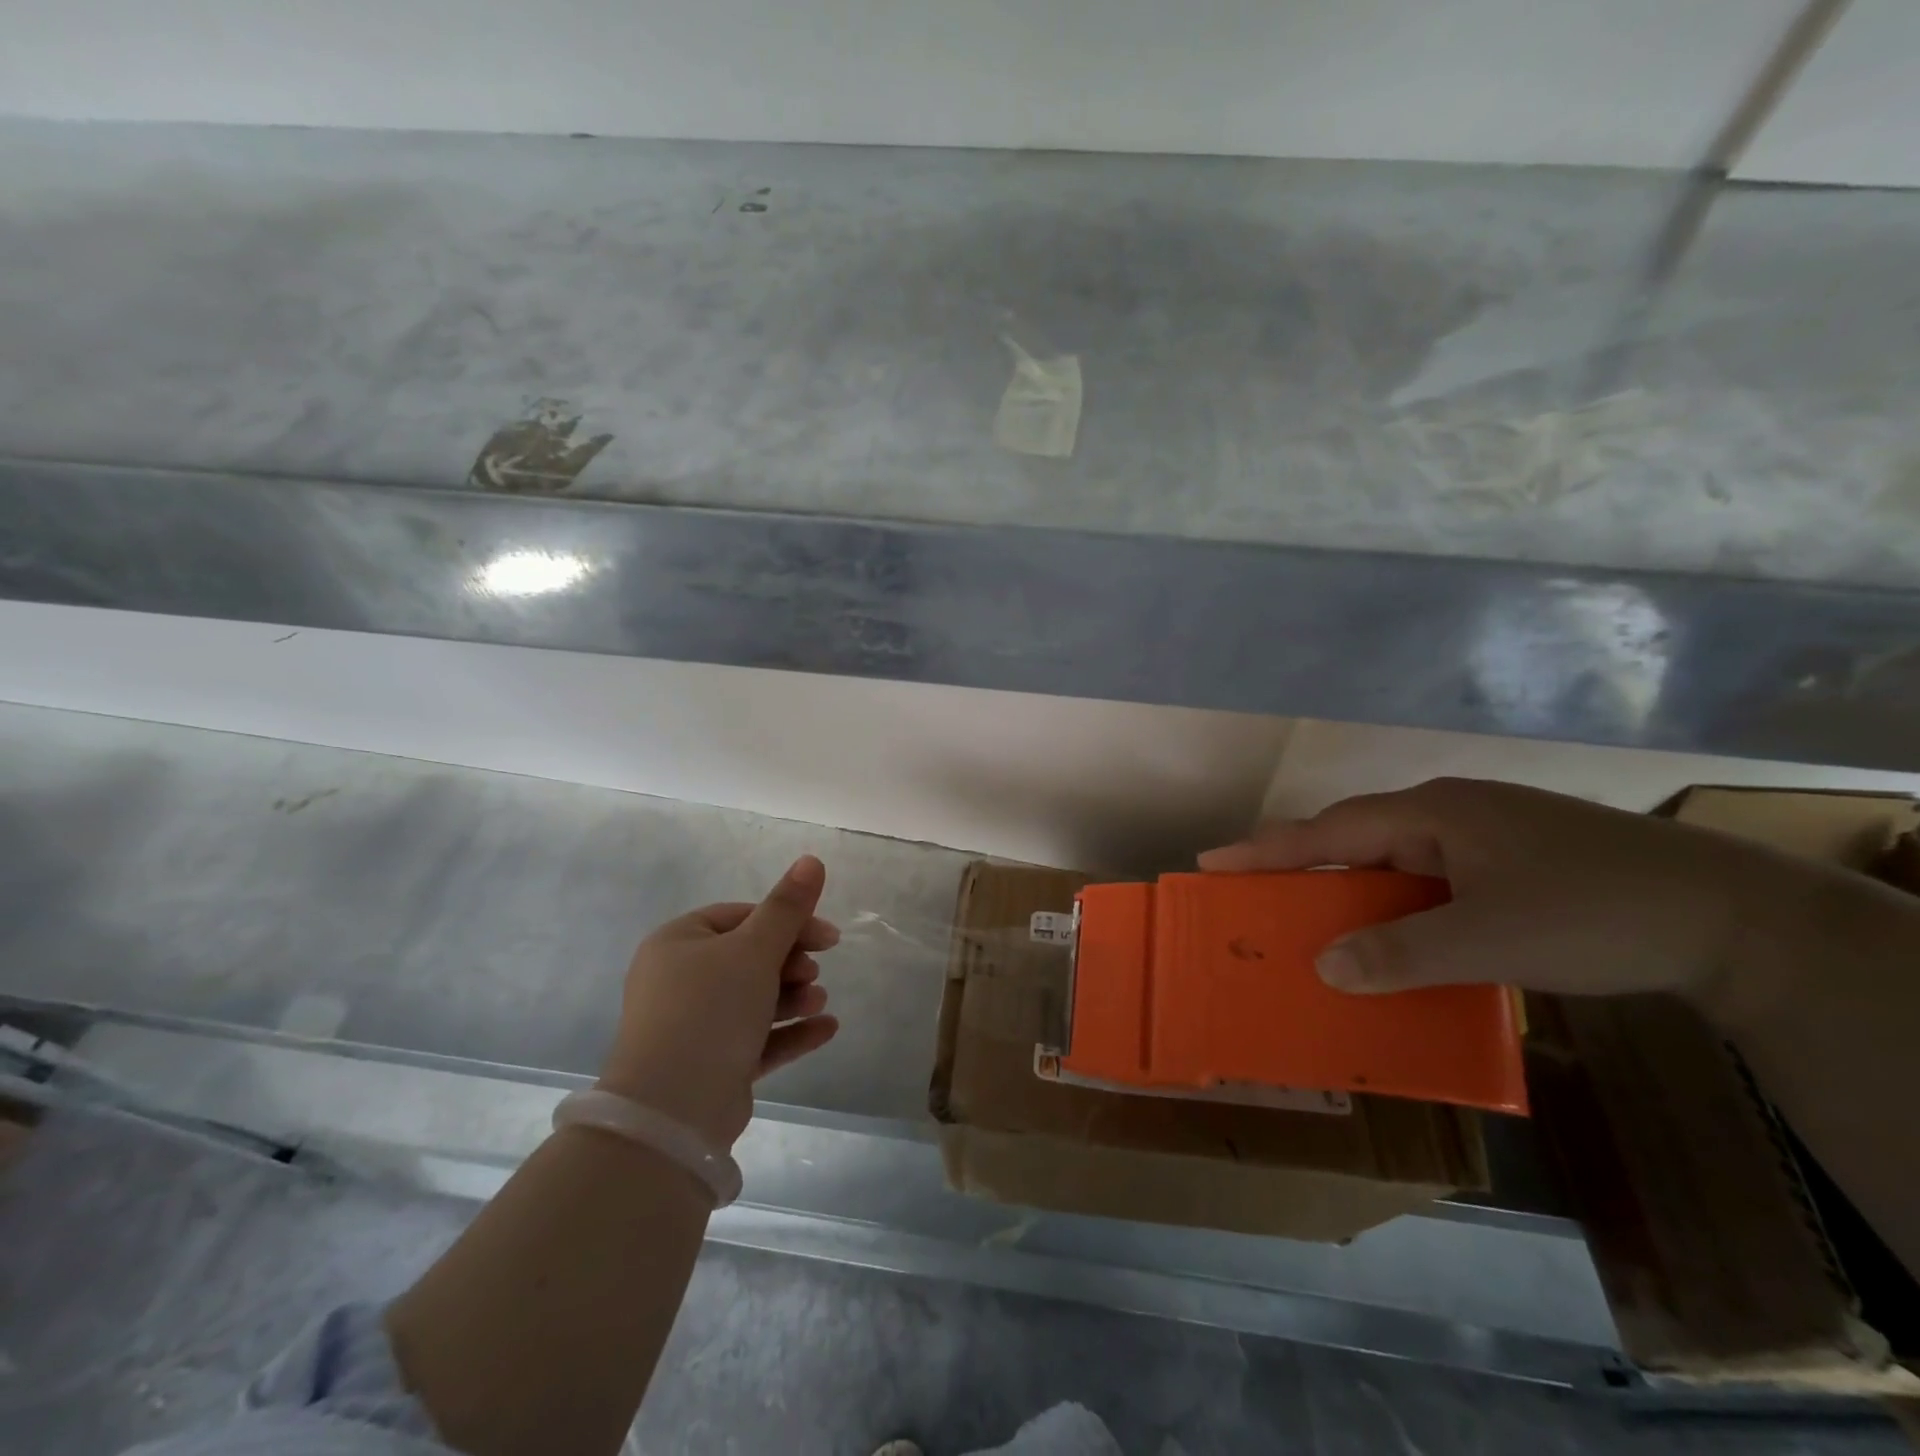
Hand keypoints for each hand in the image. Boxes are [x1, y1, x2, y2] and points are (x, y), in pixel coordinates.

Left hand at [596, 855, 840, 1146]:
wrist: (671, 1113)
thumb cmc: (710, 1011)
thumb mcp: (754, 950)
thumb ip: (787, 906)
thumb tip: (812, 859)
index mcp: (678, 943)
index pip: (742, 917)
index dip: (789, 922)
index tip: (828, 938)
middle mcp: (679, 980)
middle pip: (749, 958)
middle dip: (791, 963)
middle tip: (816, 971)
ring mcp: (693, 1026)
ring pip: (754, 999)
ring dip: (793, 996)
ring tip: (819, 1001)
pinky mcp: (710, 1065)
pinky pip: (756, 1039)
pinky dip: (790, 1031)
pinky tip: (827, 1029)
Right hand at [1199, 778, 1810, 1011]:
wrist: (1735, 919)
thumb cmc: (1596, 912)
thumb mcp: (1489, 939)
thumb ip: (1400, 952)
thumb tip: (1323, 966)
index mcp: (1432, 814)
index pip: (1328, 831)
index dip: (1267, 849)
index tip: (1212, 862)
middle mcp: (1448, 816)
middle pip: (1354, 839)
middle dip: (1301, 868)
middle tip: (1251, 893)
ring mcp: (1482, 838)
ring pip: (1393, 863)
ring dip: (1352, 893)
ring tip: (1311, 922)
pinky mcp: (1510, 864)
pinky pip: (1428, 882)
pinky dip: (1397, 908)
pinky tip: (1393, 938)